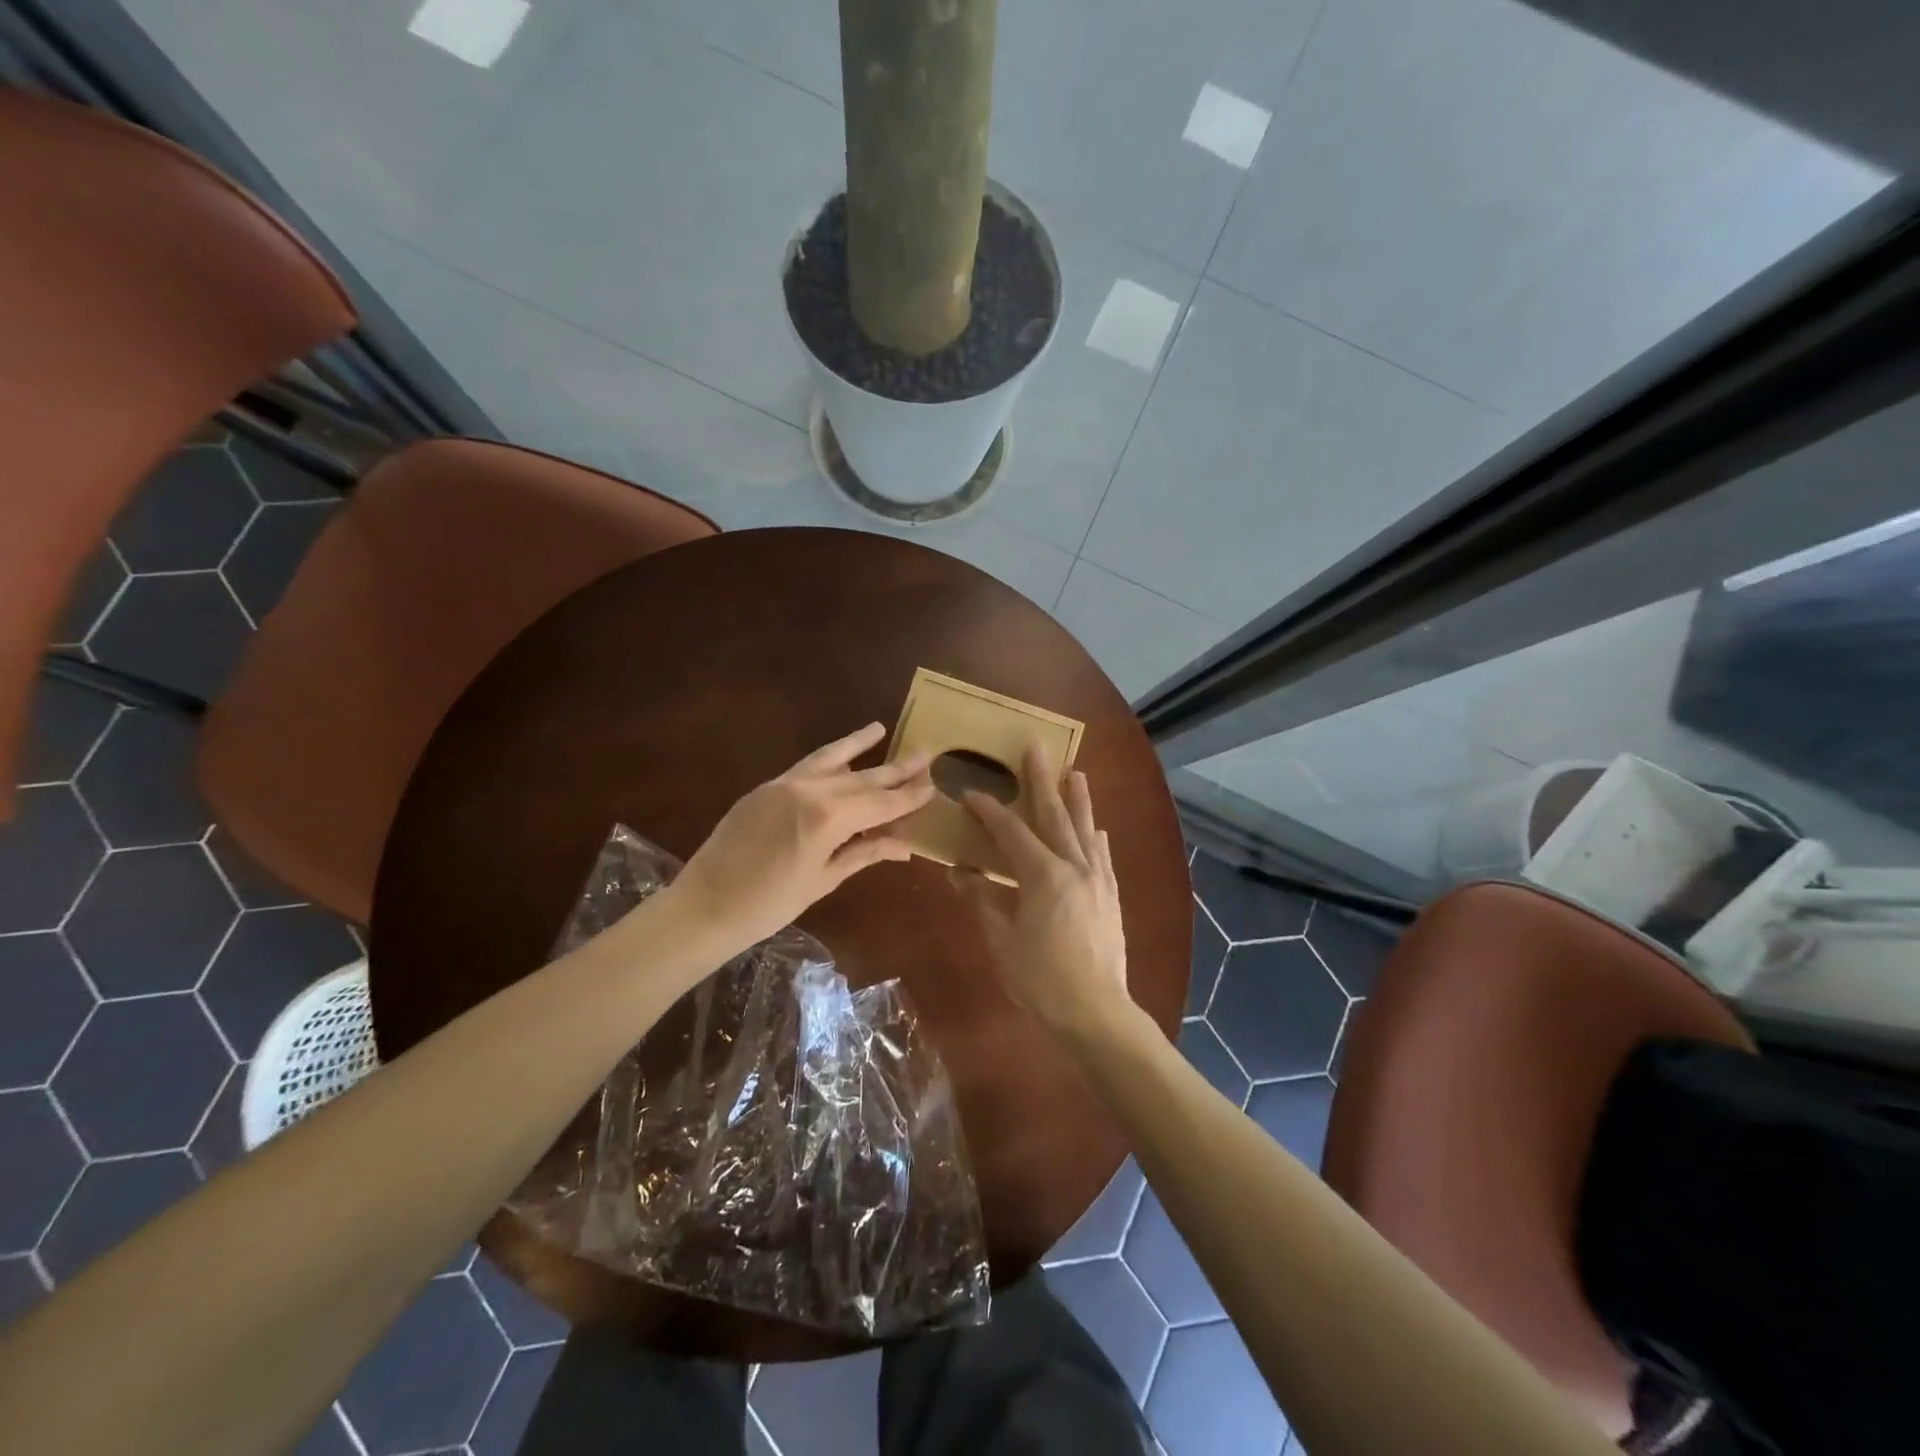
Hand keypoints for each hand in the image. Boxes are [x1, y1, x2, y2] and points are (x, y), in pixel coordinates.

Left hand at [668, 723, 934, 956]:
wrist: (704, 906)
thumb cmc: (769, 905)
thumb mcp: (823, 880)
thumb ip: (864, 853)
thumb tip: (904, 844)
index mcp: (828, 818)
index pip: (880, 802)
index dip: (908, 796)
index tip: (933, 785)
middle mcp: (809, 790)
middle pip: (862, 778)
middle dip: (895, 769)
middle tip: (925, 754)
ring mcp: (784, 784)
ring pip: (832, 759)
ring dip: (858, 745)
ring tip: (881, 729)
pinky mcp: (766, 786)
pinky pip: (806, 766)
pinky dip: (828, 757)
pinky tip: (841, 753)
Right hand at [957, 747, 1130, 1036]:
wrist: (1097, 1011)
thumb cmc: (1041, 979)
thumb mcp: (1001, 941)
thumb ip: (982, 900)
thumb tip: (959, 871)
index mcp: (1043, 875)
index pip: (1011, 832)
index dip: (989, 810)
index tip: (970, 792)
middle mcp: (1074, 866)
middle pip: (1055, 815)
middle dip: (1042, 780)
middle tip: (1036, 748)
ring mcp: (1097, 879)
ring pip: (1085, 829)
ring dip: (1078, 799)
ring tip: (1075, 772)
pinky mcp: (1110, 896)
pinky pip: (1102, 856)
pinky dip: (1095, 838)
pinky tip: (1096, 830)